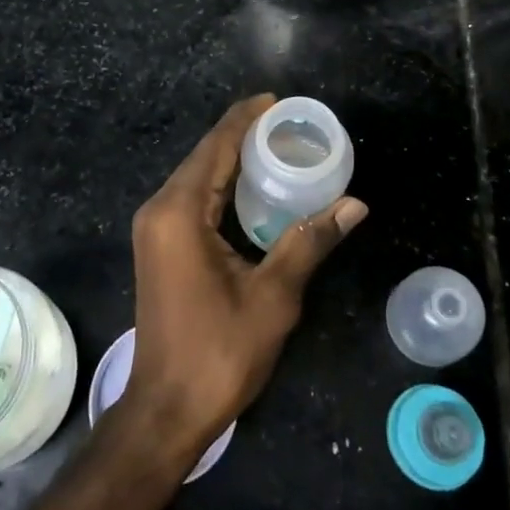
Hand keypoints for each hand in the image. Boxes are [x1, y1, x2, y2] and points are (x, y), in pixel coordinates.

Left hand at [119, 95, 367, 471]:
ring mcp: (155, 228)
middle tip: (290, 124)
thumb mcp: (273, 297)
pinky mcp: (160, 245)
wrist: (166, 408)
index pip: (215, 146)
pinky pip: (192, 198)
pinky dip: (222, 184)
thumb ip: (309, 241)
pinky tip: (253, 186)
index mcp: (179, 212)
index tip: (279, 100)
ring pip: (197, 176)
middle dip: (243, 134)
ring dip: (232, 158)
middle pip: (204, 156)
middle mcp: (160, 209)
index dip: (246, 118)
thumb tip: (355, 205)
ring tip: (278, 145)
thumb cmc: (219, 352)